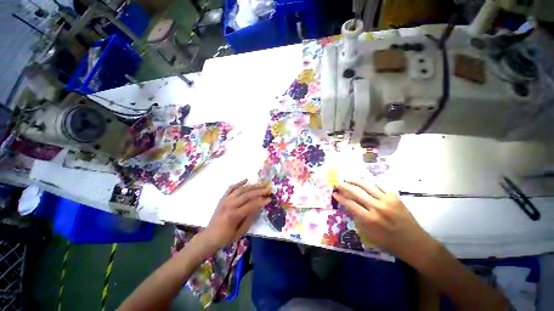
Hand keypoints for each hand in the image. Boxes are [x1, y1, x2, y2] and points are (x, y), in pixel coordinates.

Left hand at [202, 179, 270, 249]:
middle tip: (268, 188)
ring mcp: (226, 199)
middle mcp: (230, 204)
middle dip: (259, 190)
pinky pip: (231, 188)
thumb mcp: (241, 231)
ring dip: (252, 186)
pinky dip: (239, 183)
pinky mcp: (223, 198)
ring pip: (241, 189)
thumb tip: (259, 206)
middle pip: (247, 194)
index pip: (251, 205)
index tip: (270, 198)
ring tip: (261, 183)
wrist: (209, 236)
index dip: (261, 201)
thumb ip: (250, 218)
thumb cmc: (226, 237)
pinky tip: (246, 180)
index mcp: (234, 215)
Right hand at [333, 180, 435, 263]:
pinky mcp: (395, 197)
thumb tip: (347, 205)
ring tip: (348, 178)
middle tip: (338, 184)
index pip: (349, 204)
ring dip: (355, 180)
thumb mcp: (369, 234)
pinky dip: (371, 182)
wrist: (414, 243)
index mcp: (369, 219)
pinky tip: (365, 182)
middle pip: (356, 192)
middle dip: (344, 186)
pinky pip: (380, 185)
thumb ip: (357, 218)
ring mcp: (387, 200)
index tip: (334, 193)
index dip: (340, 197)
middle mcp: (377, 207)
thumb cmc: (389, 242)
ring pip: (367, 185)